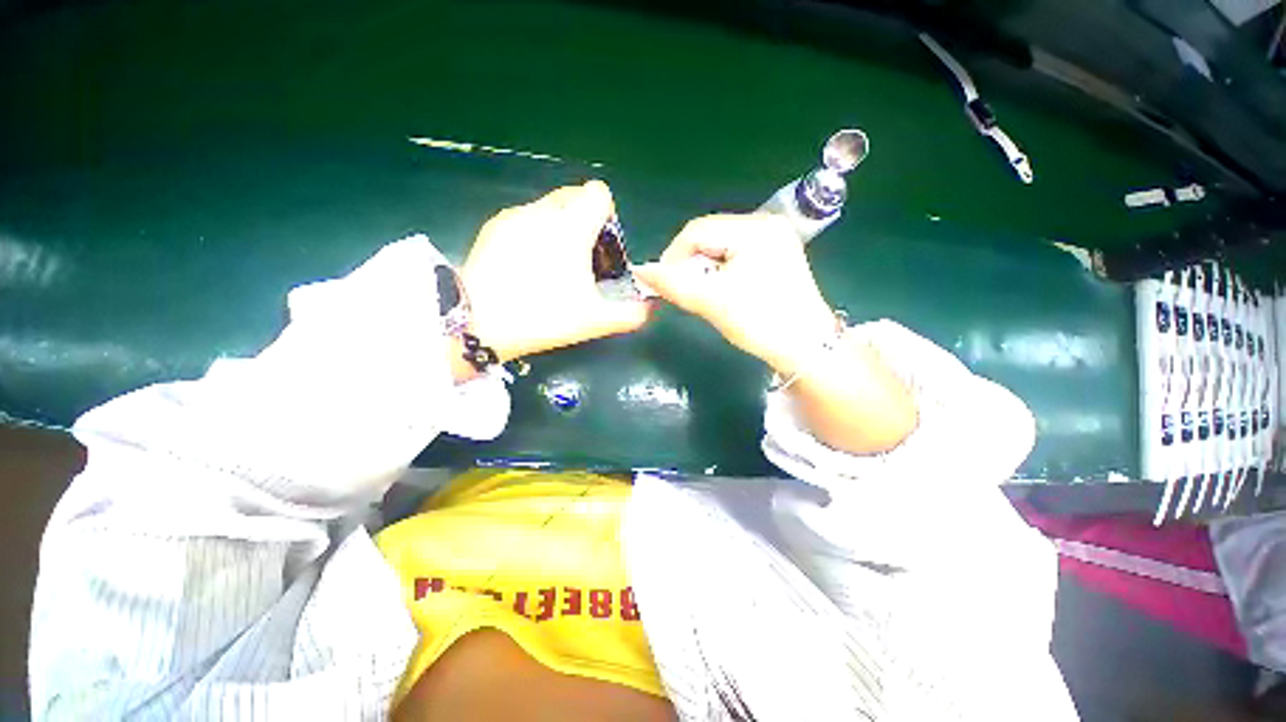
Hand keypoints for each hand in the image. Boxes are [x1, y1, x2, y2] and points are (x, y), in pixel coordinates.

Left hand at [461, 181, 651, 362]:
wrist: (479, 322)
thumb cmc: (543, 316)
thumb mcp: (594, 321)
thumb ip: (630, 314)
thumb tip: (650, 308)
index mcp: (572, 226)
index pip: (598, 193)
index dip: (606, 215)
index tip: (600, 245)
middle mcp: (544, 211)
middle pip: (573, 195)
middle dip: (584, 220)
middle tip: (580, 259)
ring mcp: (515, 216)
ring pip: (548, 207)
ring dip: (559, 227)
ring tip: (552, 266)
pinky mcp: (494, 226)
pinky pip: (526, 218)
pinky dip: (535, 233)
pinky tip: (526, 266)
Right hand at [632, 214, 837, 374]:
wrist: (806, 349)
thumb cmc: (761, 323)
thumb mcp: (713, 302)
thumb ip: (674, 284)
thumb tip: (640, 271)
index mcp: (755, 228)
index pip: (697, 230)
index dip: (672, 255)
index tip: (662, 283)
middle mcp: (766, 224)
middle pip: (709, 236)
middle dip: (689, 263)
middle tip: (685, 291)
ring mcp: (774, 239)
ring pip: (720, 247)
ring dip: (703, 268)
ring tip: (703, 293)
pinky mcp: (776, 255)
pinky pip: (734, 255)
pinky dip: (719, 271)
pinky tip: (721, 290)